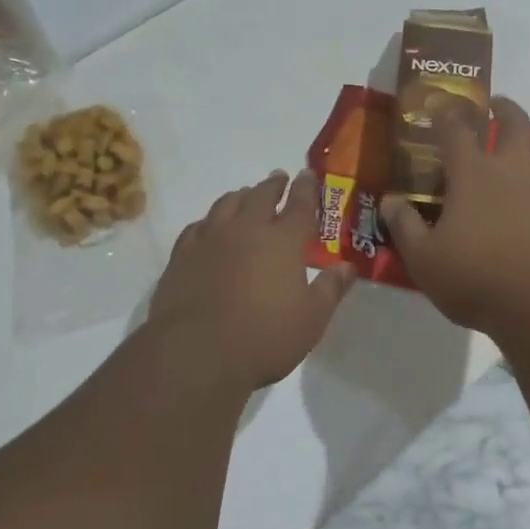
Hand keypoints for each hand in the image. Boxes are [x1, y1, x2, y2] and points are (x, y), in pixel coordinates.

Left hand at [149, 170, 356, 388]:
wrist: (197, 352)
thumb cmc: (265, 337)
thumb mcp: (311, 319)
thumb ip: (330, 289)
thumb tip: (347, 267)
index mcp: (284, 241)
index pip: (300, 205)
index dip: (306, 188)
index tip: (308, 175)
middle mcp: (247, 230)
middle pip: (261, 196)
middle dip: (273, 185)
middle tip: (279, 178)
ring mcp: (210, 240)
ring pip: (226, 205)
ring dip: (240, 196)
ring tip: (245, 195)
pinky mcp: (181, 256)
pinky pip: (197, 226)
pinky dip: (209, 220)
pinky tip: (209, 226)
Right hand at [381, 96, 529, 336]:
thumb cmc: (479, 280)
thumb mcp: (425, 261)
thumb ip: (405, 226)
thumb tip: (390, 200)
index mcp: (473, 174)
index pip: (455, 130)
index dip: (446, 115)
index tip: (441, 108)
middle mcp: (514, 167)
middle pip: (513, 122)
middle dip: (503, 109)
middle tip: (496, 106)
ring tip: (528, 140)